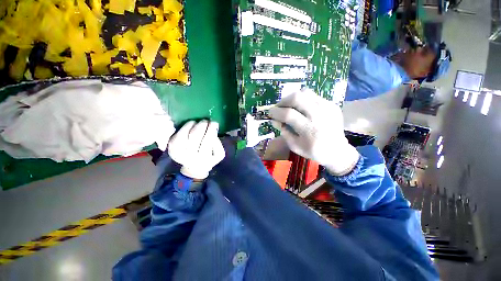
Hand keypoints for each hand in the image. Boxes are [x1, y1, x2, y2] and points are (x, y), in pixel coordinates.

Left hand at [168, 120, 225, 178]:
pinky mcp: (172, 149)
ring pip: (184, 134)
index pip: (208, 140)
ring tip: (197, 122)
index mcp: (205, 158)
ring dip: (191, 125)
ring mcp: (179, 153)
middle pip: (195, 136)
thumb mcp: (219, 154)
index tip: (214, 122)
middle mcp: (191, 156)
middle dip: (201, 125)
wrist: (194, 167)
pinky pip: (177, 135)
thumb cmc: (209, 158)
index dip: (211, 129)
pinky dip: (184, 128)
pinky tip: (190, 125)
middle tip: (206, 120)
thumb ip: (218, 143)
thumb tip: (213, 130)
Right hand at [268, 91, 359, 175]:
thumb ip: (283, 131)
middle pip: (297, 98)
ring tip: (289, 106)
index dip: (276, 112)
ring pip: (305, 93)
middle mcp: (319, 115)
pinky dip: (303, 99)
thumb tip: (274, 119)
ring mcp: (327, 107)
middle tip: (278, 107)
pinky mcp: (332, 104)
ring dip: (292, 98)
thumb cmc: (313, 151)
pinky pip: (313, 96)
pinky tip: (301, 108)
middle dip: (283, 101)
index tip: (270, 113)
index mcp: (309, 130)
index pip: (288, 114)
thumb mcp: (294, 146)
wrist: (337, 151)